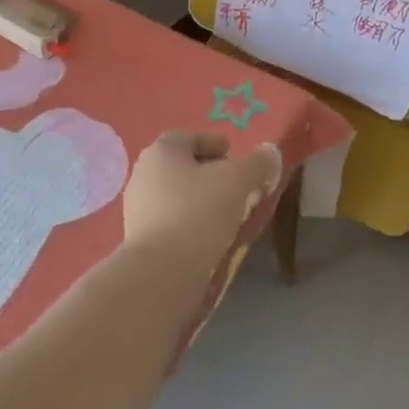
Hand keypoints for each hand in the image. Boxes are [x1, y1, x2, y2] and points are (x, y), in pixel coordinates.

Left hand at [124, 132, 283, 262]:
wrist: (160, 271)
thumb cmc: (198, 212)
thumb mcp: (237, 181)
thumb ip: (257, 164)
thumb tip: (270, 152)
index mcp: (161, 152)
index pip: (188, 137)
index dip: (213, 142)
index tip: (233, 154)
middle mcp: (144, 175)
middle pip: (182, 167)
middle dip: (210, 173)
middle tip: (237, 185)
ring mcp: (138, 208)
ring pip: (177, 195)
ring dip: (202, 200)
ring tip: (229, 213)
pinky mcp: (140, 239)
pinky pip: (172, 221)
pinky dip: (191, 222)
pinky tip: (211, 235)